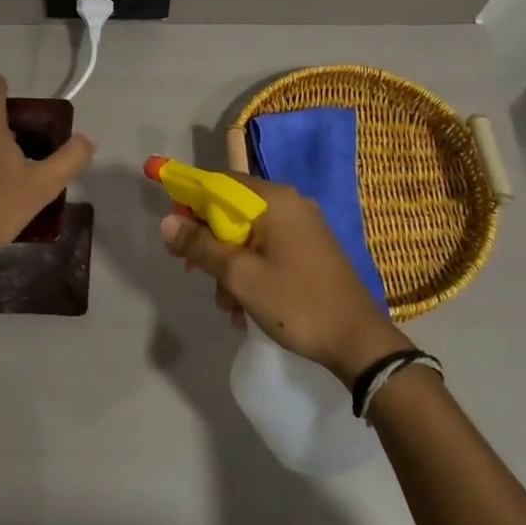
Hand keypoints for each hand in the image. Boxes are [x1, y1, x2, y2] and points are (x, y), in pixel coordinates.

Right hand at [160, 175, 410, 386]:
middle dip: (211, 246)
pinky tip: (246, 309)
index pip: (219, 183)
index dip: (191, 203)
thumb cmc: (295, 303)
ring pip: (248, 237)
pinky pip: (268, 251)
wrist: (357, 341)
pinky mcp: (311, 250)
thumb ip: (201, 246)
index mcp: (275, 200)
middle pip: (233, 212)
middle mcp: (291, 204)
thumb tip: (167, 221)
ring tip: (228, 306)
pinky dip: (252, 274)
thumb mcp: (240, 276)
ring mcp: (304, 228)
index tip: (174, 234)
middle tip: (195, 275)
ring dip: (230, 268)